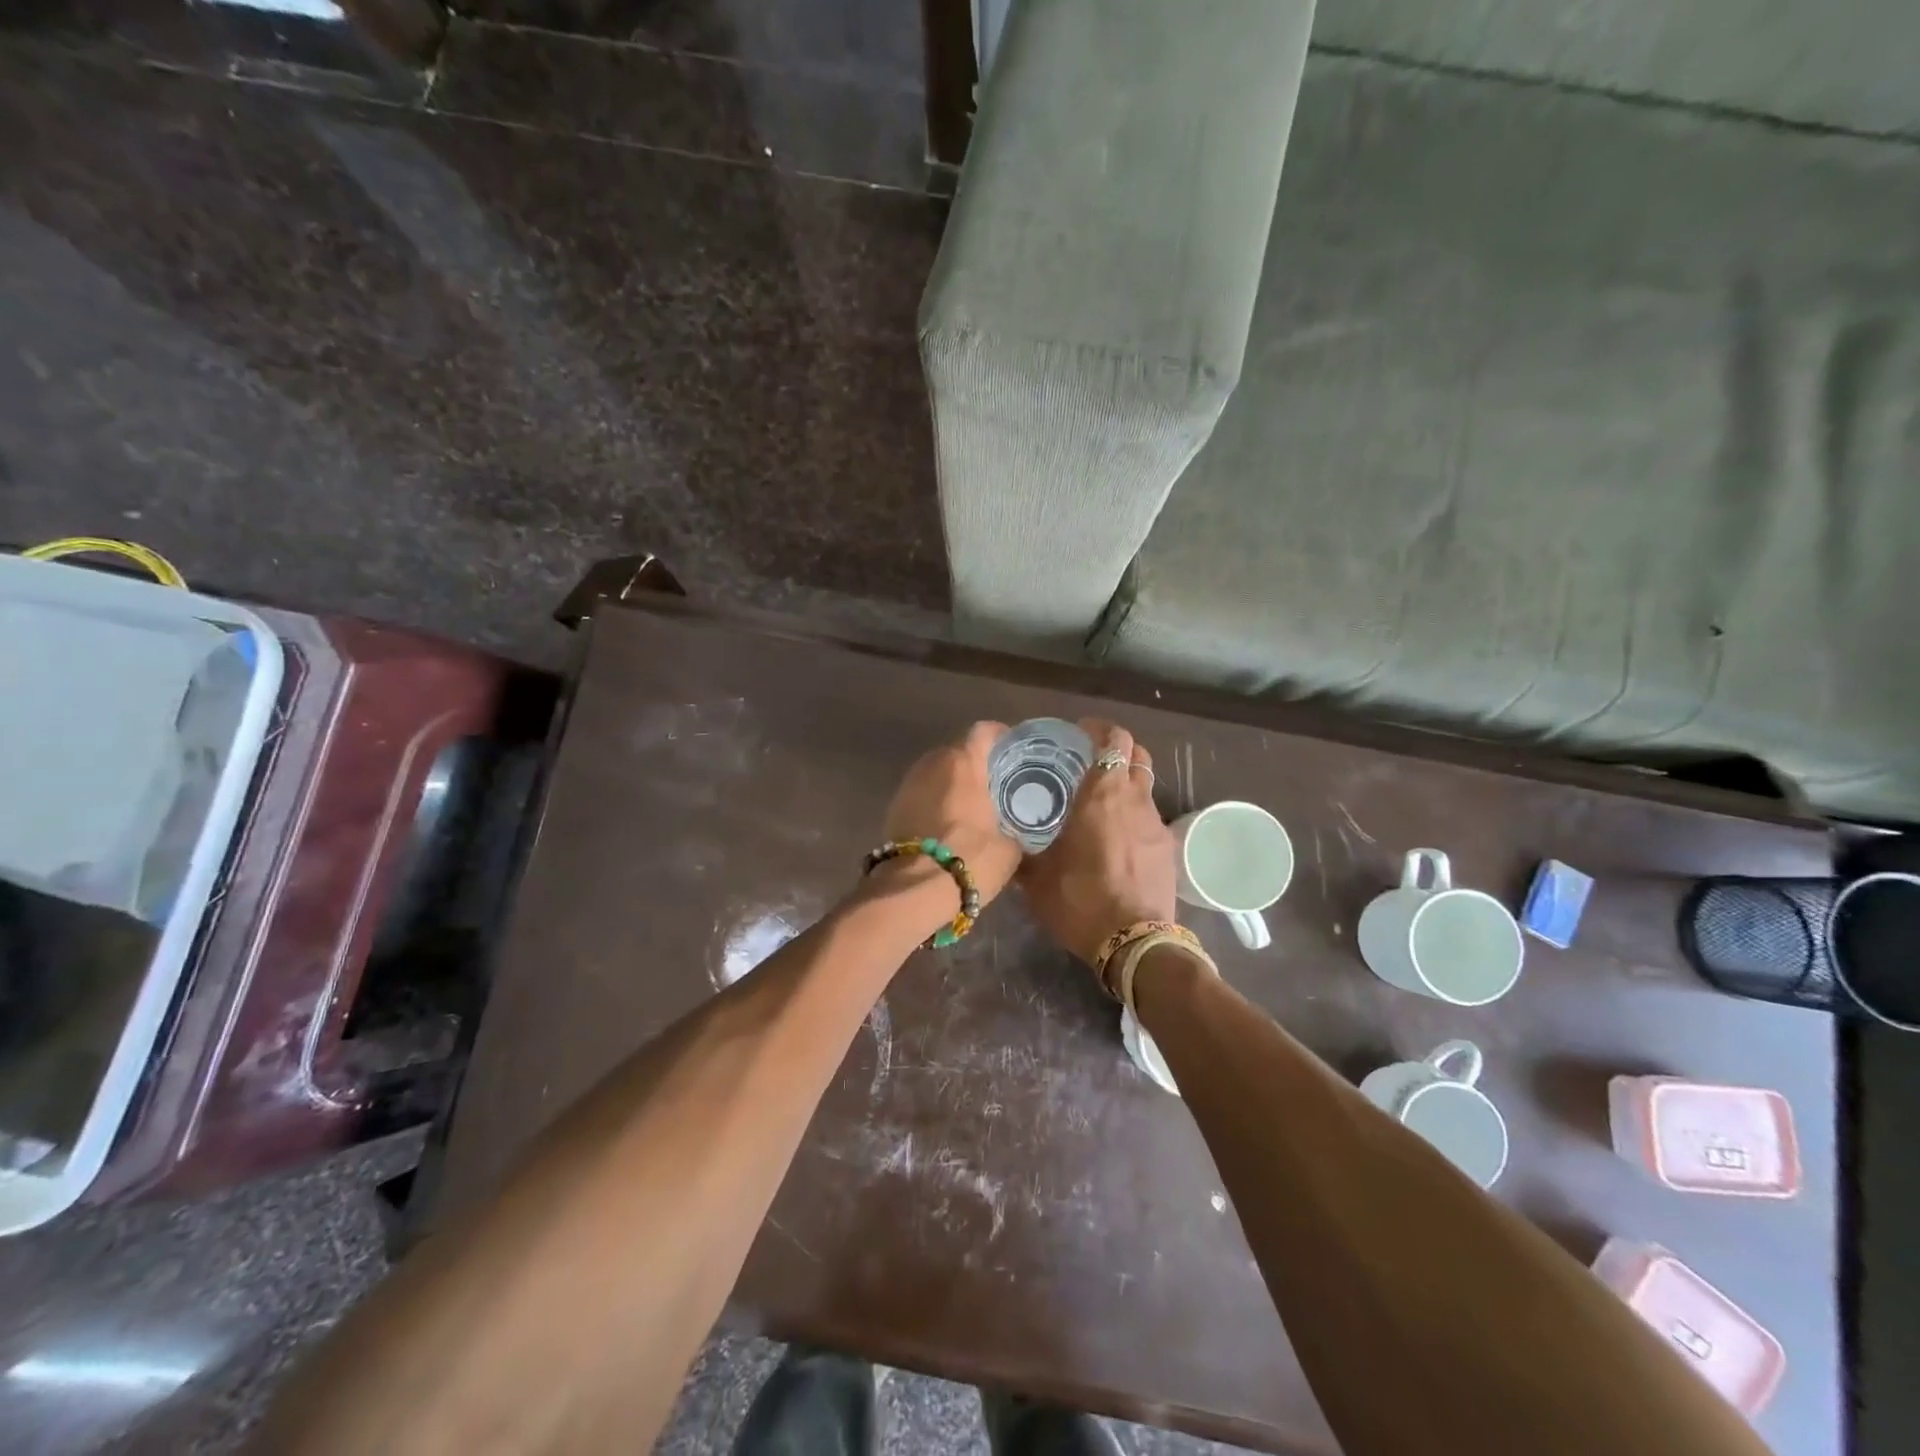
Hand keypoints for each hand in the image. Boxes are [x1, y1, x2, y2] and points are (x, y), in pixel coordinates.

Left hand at [879, 721, 1022, 912]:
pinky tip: (950, 823)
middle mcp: (932, 763)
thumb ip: (1016, 830)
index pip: (984, 731)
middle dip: (976, 763)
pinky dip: (936, 801)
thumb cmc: (969, 860)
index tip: (1013, 750)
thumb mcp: (1010, 849)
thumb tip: (1018, 834)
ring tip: (973, 804)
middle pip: (958, 751)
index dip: (1000, 736)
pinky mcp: (893, 807)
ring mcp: (908, 784)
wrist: (912, 892)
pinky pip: (922, 793)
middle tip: (997, 783)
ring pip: (937, 772)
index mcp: (963, 762)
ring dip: (953, 783)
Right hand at [1019, 719, 1176, 966]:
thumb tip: (1007, 844)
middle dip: (1118, 749)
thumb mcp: (1037, 879)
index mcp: (1102, 794)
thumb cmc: (1080, 900)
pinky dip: (1135, 815)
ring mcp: (1156, 823)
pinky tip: (1117, 839)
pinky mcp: (1168, 849)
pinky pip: (1150, 818)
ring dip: (1127, 784)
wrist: (1134, 943)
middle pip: (1138, 754)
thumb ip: (1023, 854)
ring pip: (1146, 786)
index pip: (1114, 739)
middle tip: (1092, 761)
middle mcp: (1135, 799)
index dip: (1099, 730)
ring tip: (1102, 802)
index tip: (1080, 734)